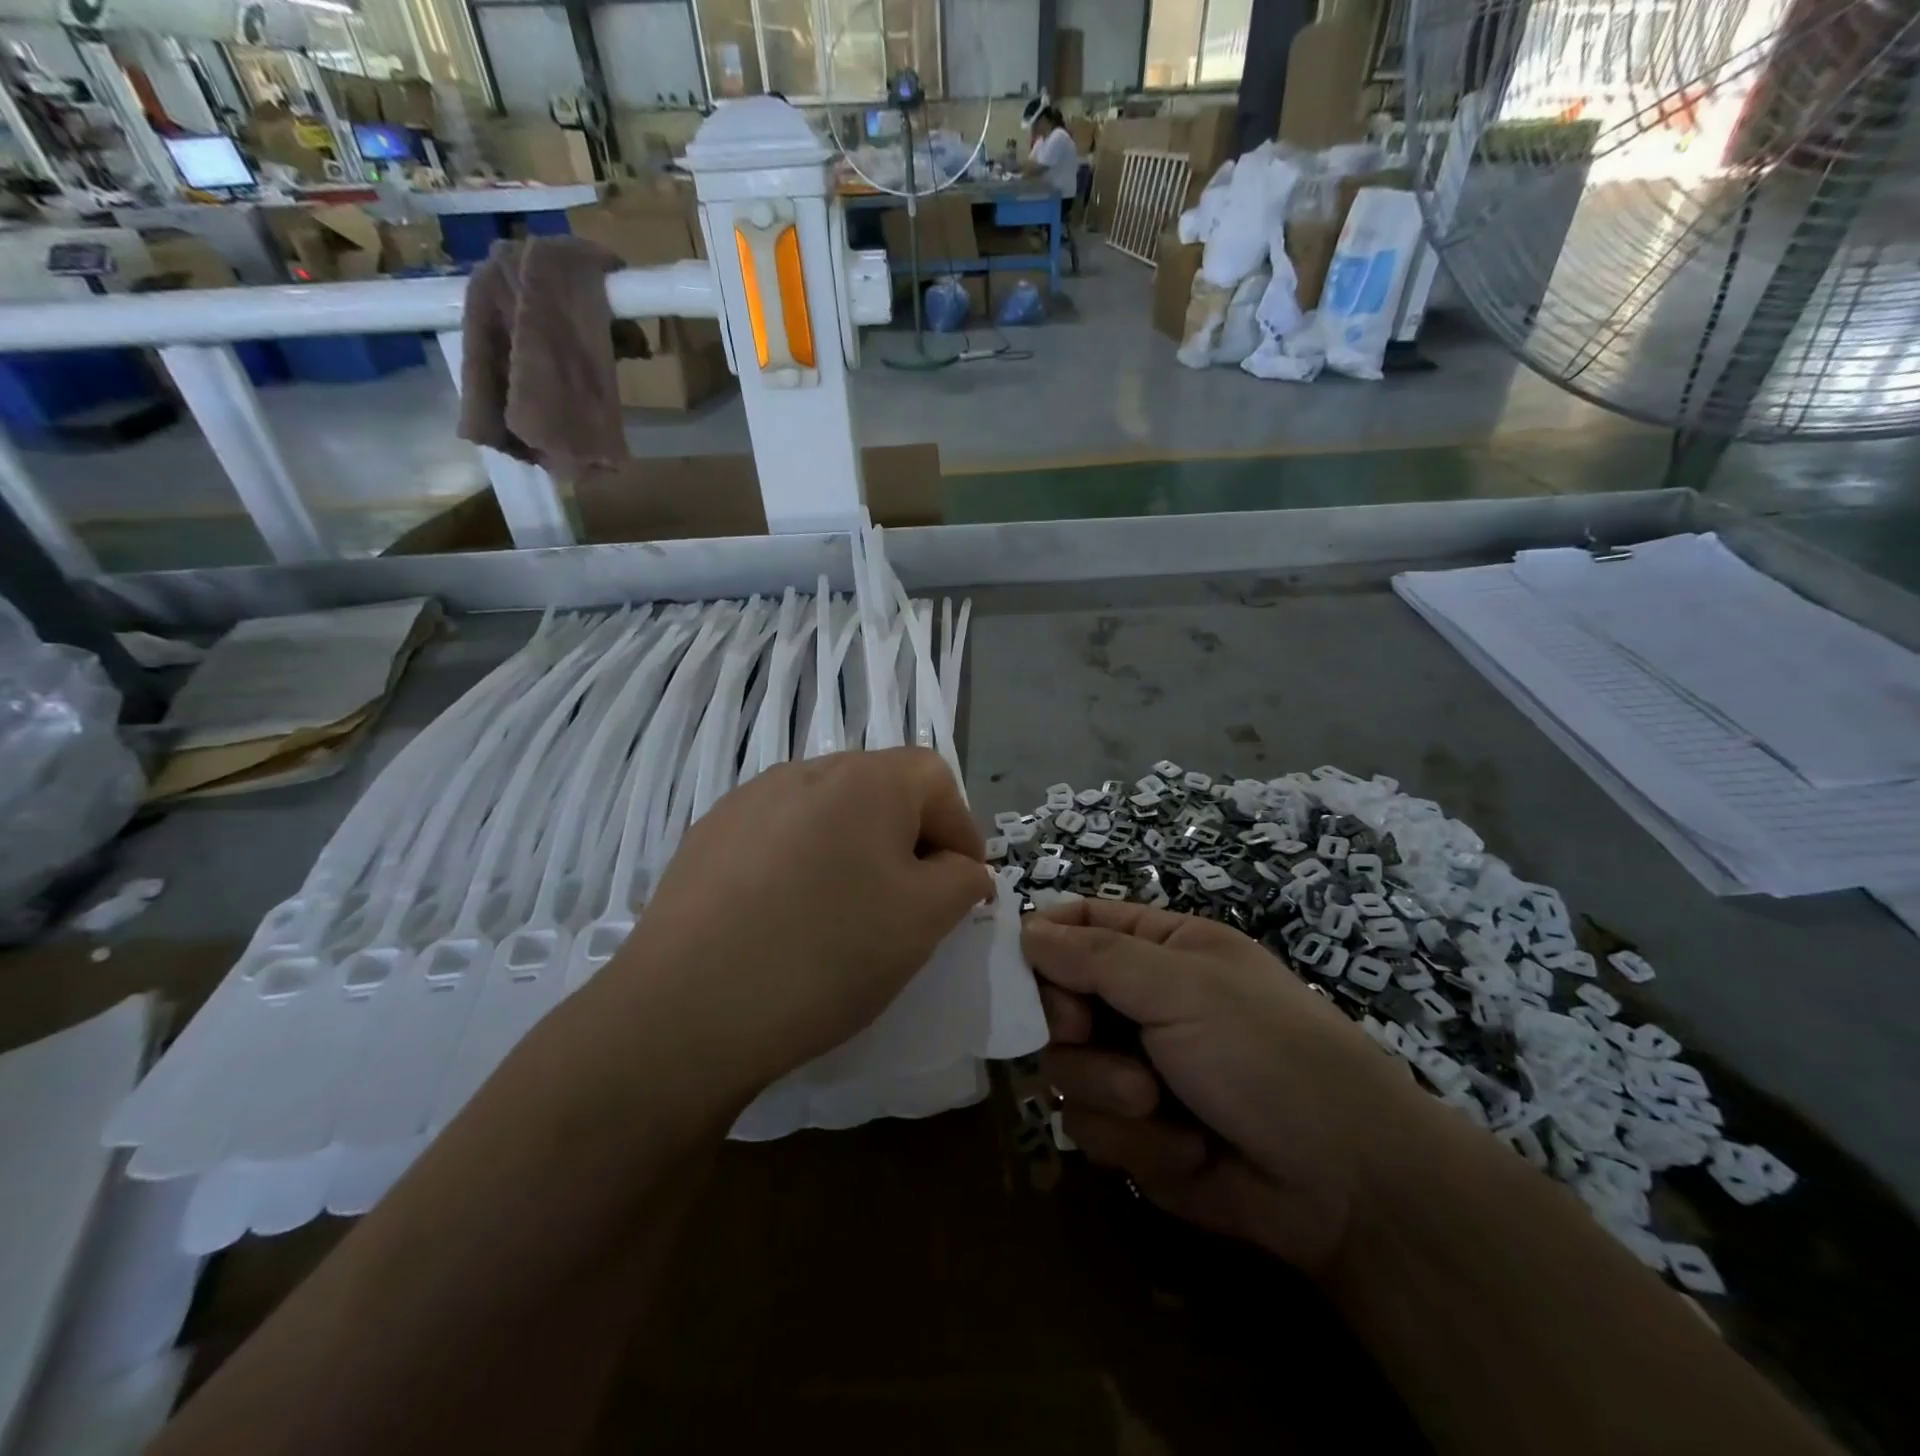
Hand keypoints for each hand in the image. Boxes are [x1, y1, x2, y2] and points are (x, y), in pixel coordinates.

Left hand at [614, 748, 993, 1101]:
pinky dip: (800, 865)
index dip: (961, 829)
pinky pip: (777, 837)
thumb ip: (963, 879)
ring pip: (826, 814)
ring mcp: (748, 800)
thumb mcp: (925, 920)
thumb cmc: (828, 953)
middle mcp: (805, 771)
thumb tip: (960, 868)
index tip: (961, 888)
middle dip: (907, 839)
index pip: (936, 778)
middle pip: (880, 790)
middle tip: (907, 903)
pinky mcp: (708, 836)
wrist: (687, 1009)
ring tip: (843, 913)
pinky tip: (784, 918)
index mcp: (865, 778)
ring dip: (851, 850)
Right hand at [1023, 899, 1457, 1273]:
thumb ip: (1095, 955)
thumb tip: (1024, 929)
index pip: (1076, 924)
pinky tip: (1185, 1149)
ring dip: (1107, 1091)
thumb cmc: (1266, 1052)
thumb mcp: (1182, 986)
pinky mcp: (1136, 1136)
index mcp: (1158, 948)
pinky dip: (1135, 1142)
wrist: (1346, 1184)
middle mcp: (1139, 1003)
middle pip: (1053, 1000)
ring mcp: (1134, 1070)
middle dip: (1069, 1026)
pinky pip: (1091, 1130)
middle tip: (1086, 1034)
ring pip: (1065, 1070)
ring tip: (1158, 1104)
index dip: (1039, 942)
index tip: (1014, 969)